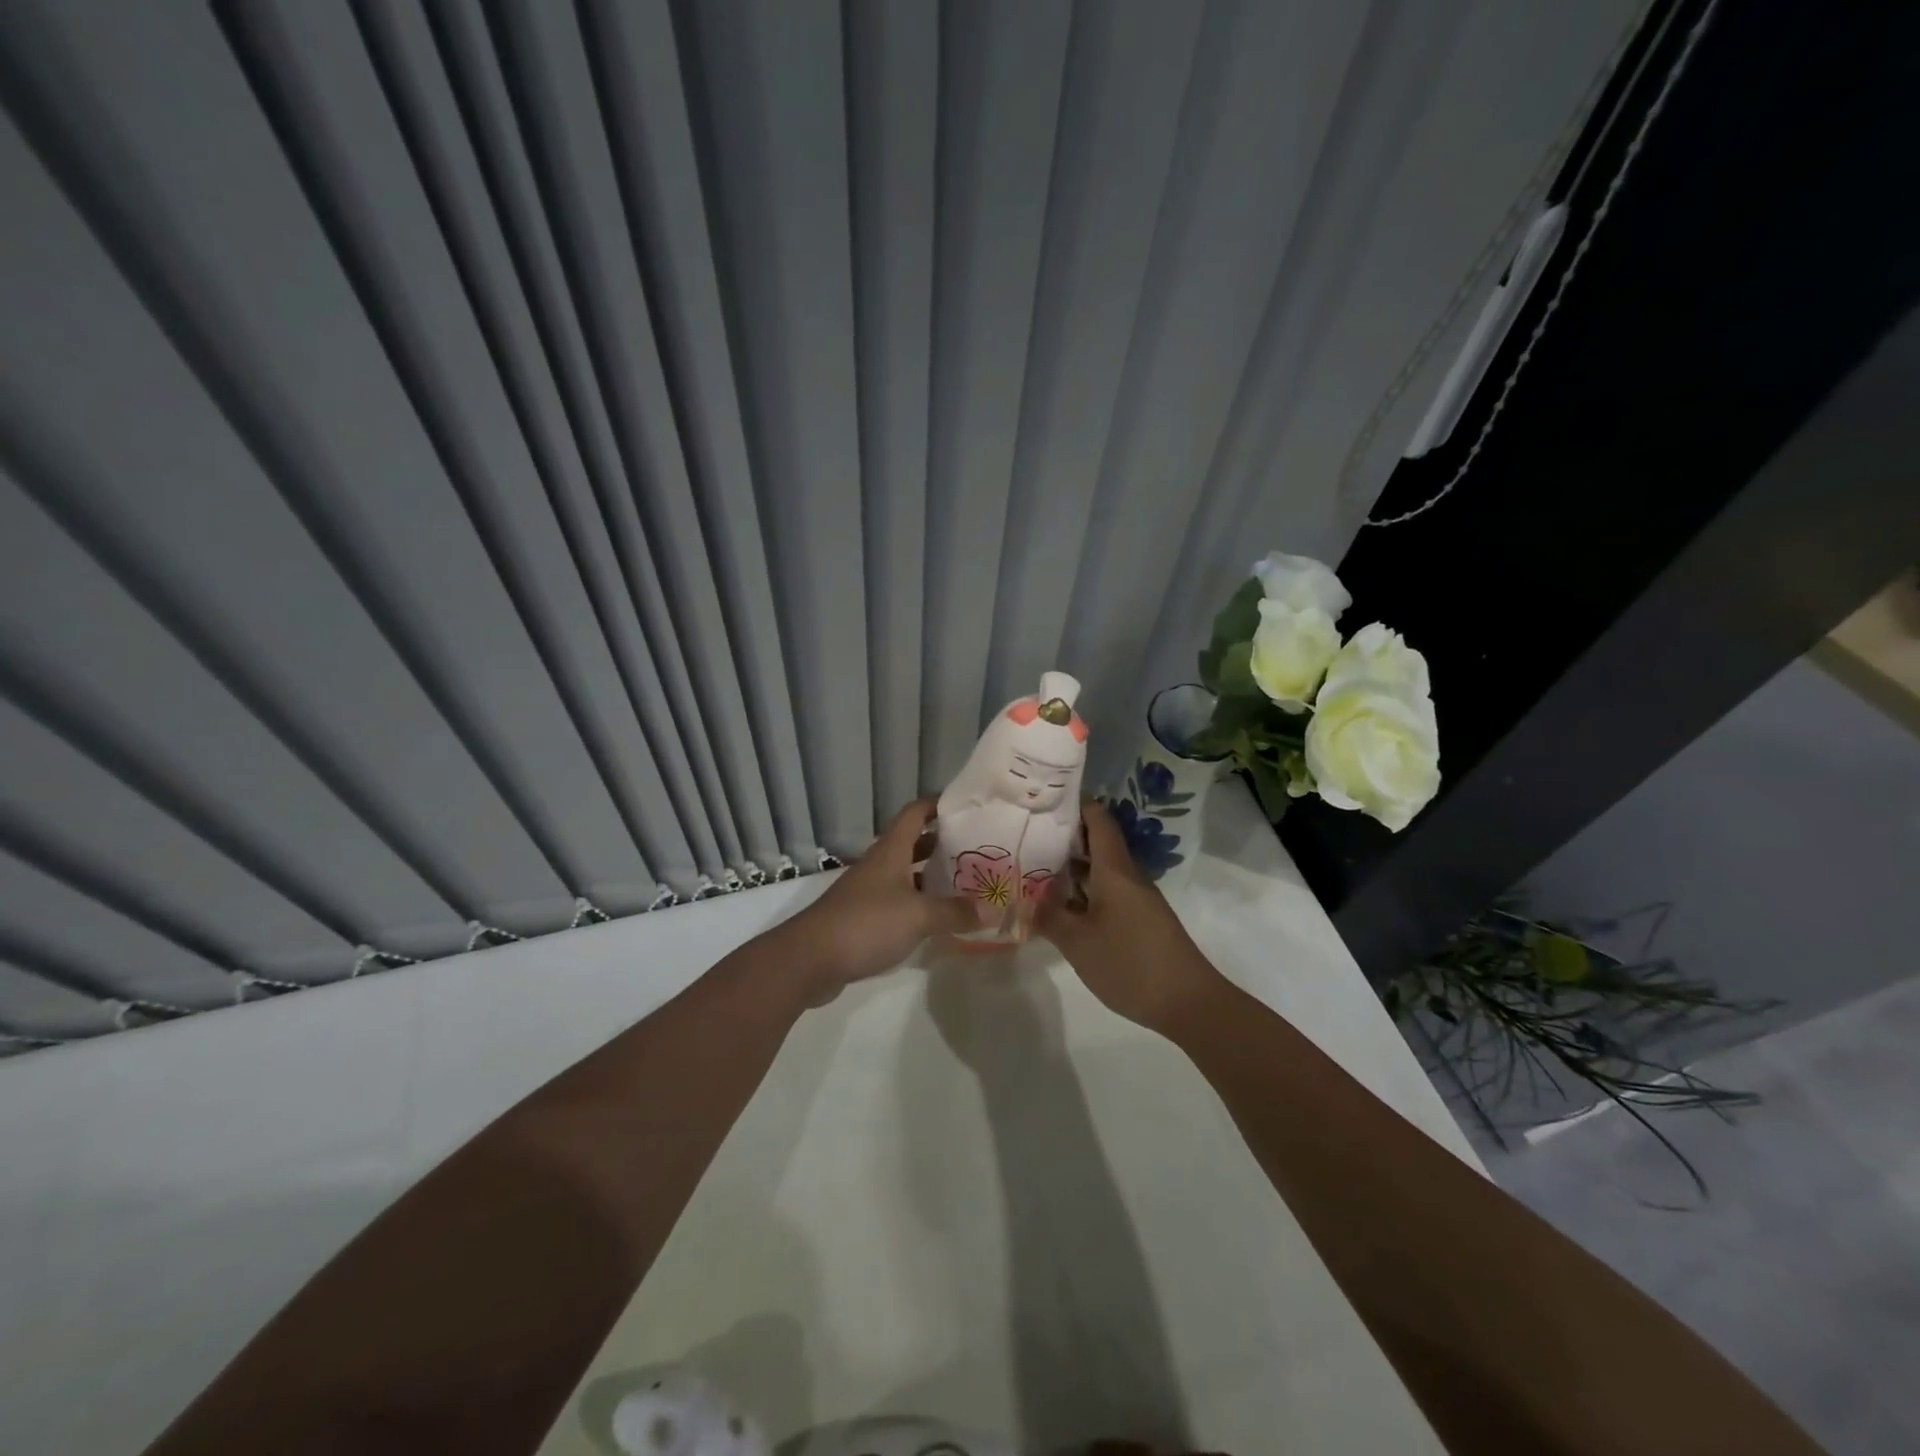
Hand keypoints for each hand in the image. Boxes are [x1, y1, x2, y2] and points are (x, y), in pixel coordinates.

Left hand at [775, 798, 977, 1001]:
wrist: (810, 960)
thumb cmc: (866, 924)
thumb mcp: (918, 916)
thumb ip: (955, 912)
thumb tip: (993, 911)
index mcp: (891, 851)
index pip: (915, 813)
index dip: (938, 804)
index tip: (966, 806)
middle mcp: (879, 865)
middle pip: (913, 843)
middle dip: (942, 843)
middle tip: (977, 849)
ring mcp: (869, 892)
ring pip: (906, 874)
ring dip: (932, 876)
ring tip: (966, 883)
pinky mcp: (863, 918)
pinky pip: (899, 902)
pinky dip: (919, 904)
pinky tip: (938, 918)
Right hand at [1034, 801, 1223, 1036]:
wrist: (1189, 1003)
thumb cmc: (1131, 964)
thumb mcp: (1078, 943)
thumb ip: (1049, 918)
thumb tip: (1025, 899)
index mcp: (1115, 870)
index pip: (1098, 820)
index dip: (1076, 803)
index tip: (1045, 797)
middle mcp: (1127, 876)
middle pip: (1097, 842)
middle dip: (1065, 835)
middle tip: (1027, 832)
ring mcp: (1136, 899)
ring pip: (1101, 869)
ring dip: (1072, 865)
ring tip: (1035, 864)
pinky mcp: (1140, 920)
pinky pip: (1107, 891)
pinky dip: (1083, 889)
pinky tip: (1061, 903)